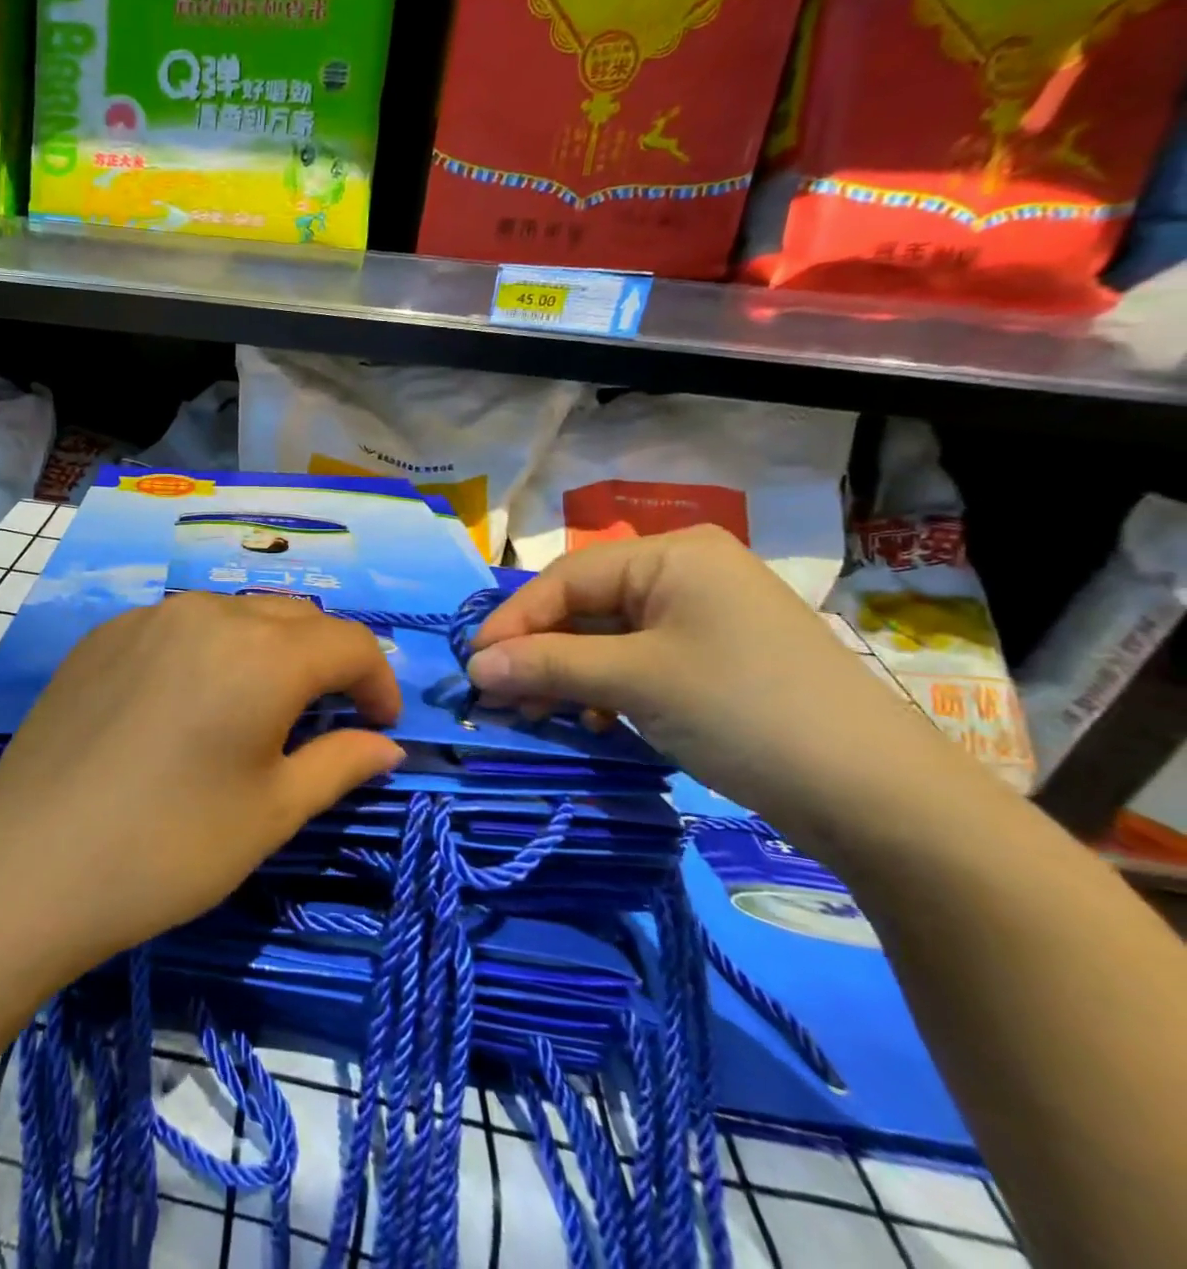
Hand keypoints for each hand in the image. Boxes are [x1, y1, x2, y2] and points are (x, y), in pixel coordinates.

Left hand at [0, 591, 405, 981]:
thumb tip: (386, 745)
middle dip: (325, 660)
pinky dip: (208, 651)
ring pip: (235, 614)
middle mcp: (208, 614)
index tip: (380, 726)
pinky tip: (186, 704)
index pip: (349, 643)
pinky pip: (179, 626)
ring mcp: (148, 617)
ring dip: (267, 649)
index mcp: (262, 652)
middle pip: (294, 618)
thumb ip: (339, 764)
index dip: (378, 681)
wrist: (30, 866)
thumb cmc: (169, 848)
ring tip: (256, 708)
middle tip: (325, 718)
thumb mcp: (271, 813)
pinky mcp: (103, 634)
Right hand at [466, 525, 966, 834]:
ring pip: (608, 637)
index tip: (474, 665)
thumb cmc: (745, 712)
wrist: (880, 797)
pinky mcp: (715, 659)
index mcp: (673, 556)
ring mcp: (705, 617)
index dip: (514, 621)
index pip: (567, 579)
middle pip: (586, 605)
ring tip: (537, 713)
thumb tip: (474, 666)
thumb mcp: (635, 682)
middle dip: (539, 652)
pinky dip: (605, 688)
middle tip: (500, 696)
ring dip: (567, 674)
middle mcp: (687, 574)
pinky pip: (638, 660)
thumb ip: (547, 665)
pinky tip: (594, 720)